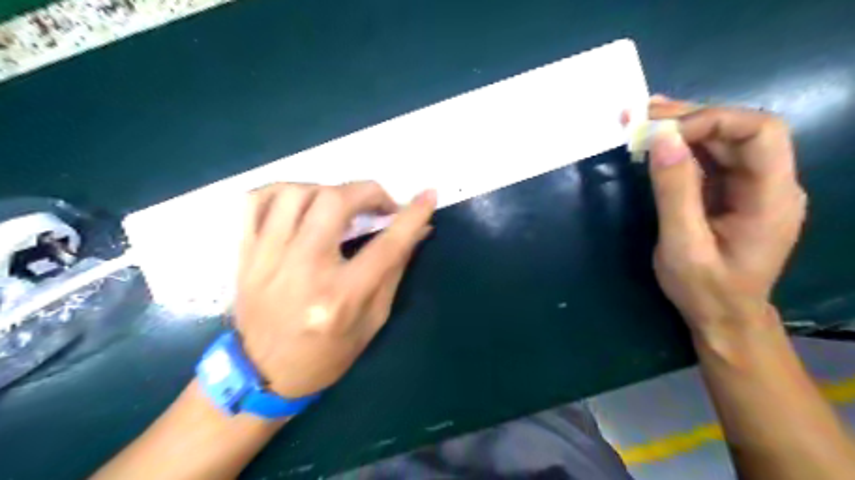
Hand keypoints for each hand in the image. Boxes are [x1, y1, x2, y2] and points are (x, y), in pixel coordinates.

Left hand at [232, 180, 434, 397]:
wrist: (262, 375)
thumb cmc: (326, 355)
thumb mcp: (373, 321)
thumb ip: (395, 270)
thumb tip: (418, 231)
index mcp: (340, 297)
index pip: (386, 245)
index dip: (412, 216)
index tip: (428, 195)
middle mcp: (303, 271)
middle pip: (334, 202)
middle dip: (368, 192)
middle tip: (381, 204)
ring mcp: (267, 259)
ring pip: (295, 193)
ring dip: (328, 190)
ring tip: (341, 205)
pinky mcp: (246, 254)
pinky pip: (256, 201)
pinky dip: (284, 191)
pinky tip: (302, 203)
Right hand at [648, 95, 808, 339]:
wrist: (722, 317)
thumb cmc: (705, 289)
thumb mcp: (683, 245)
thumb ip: (675, 192)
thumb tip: (663, 139)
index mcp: (771, 198)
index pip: (760, 132)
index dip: (712, 120)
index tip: (662, 133)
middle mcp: (770, 184)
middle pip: (739, 131)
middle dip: (691, 118)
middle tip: (642, 115)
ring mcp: (751, 187)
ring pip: (723, 141)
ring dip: (683, 128)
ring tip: (642, 121)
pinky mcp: (730, 193)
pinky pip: (710, 160)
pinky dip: (681, 148)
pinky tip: (656, 143)